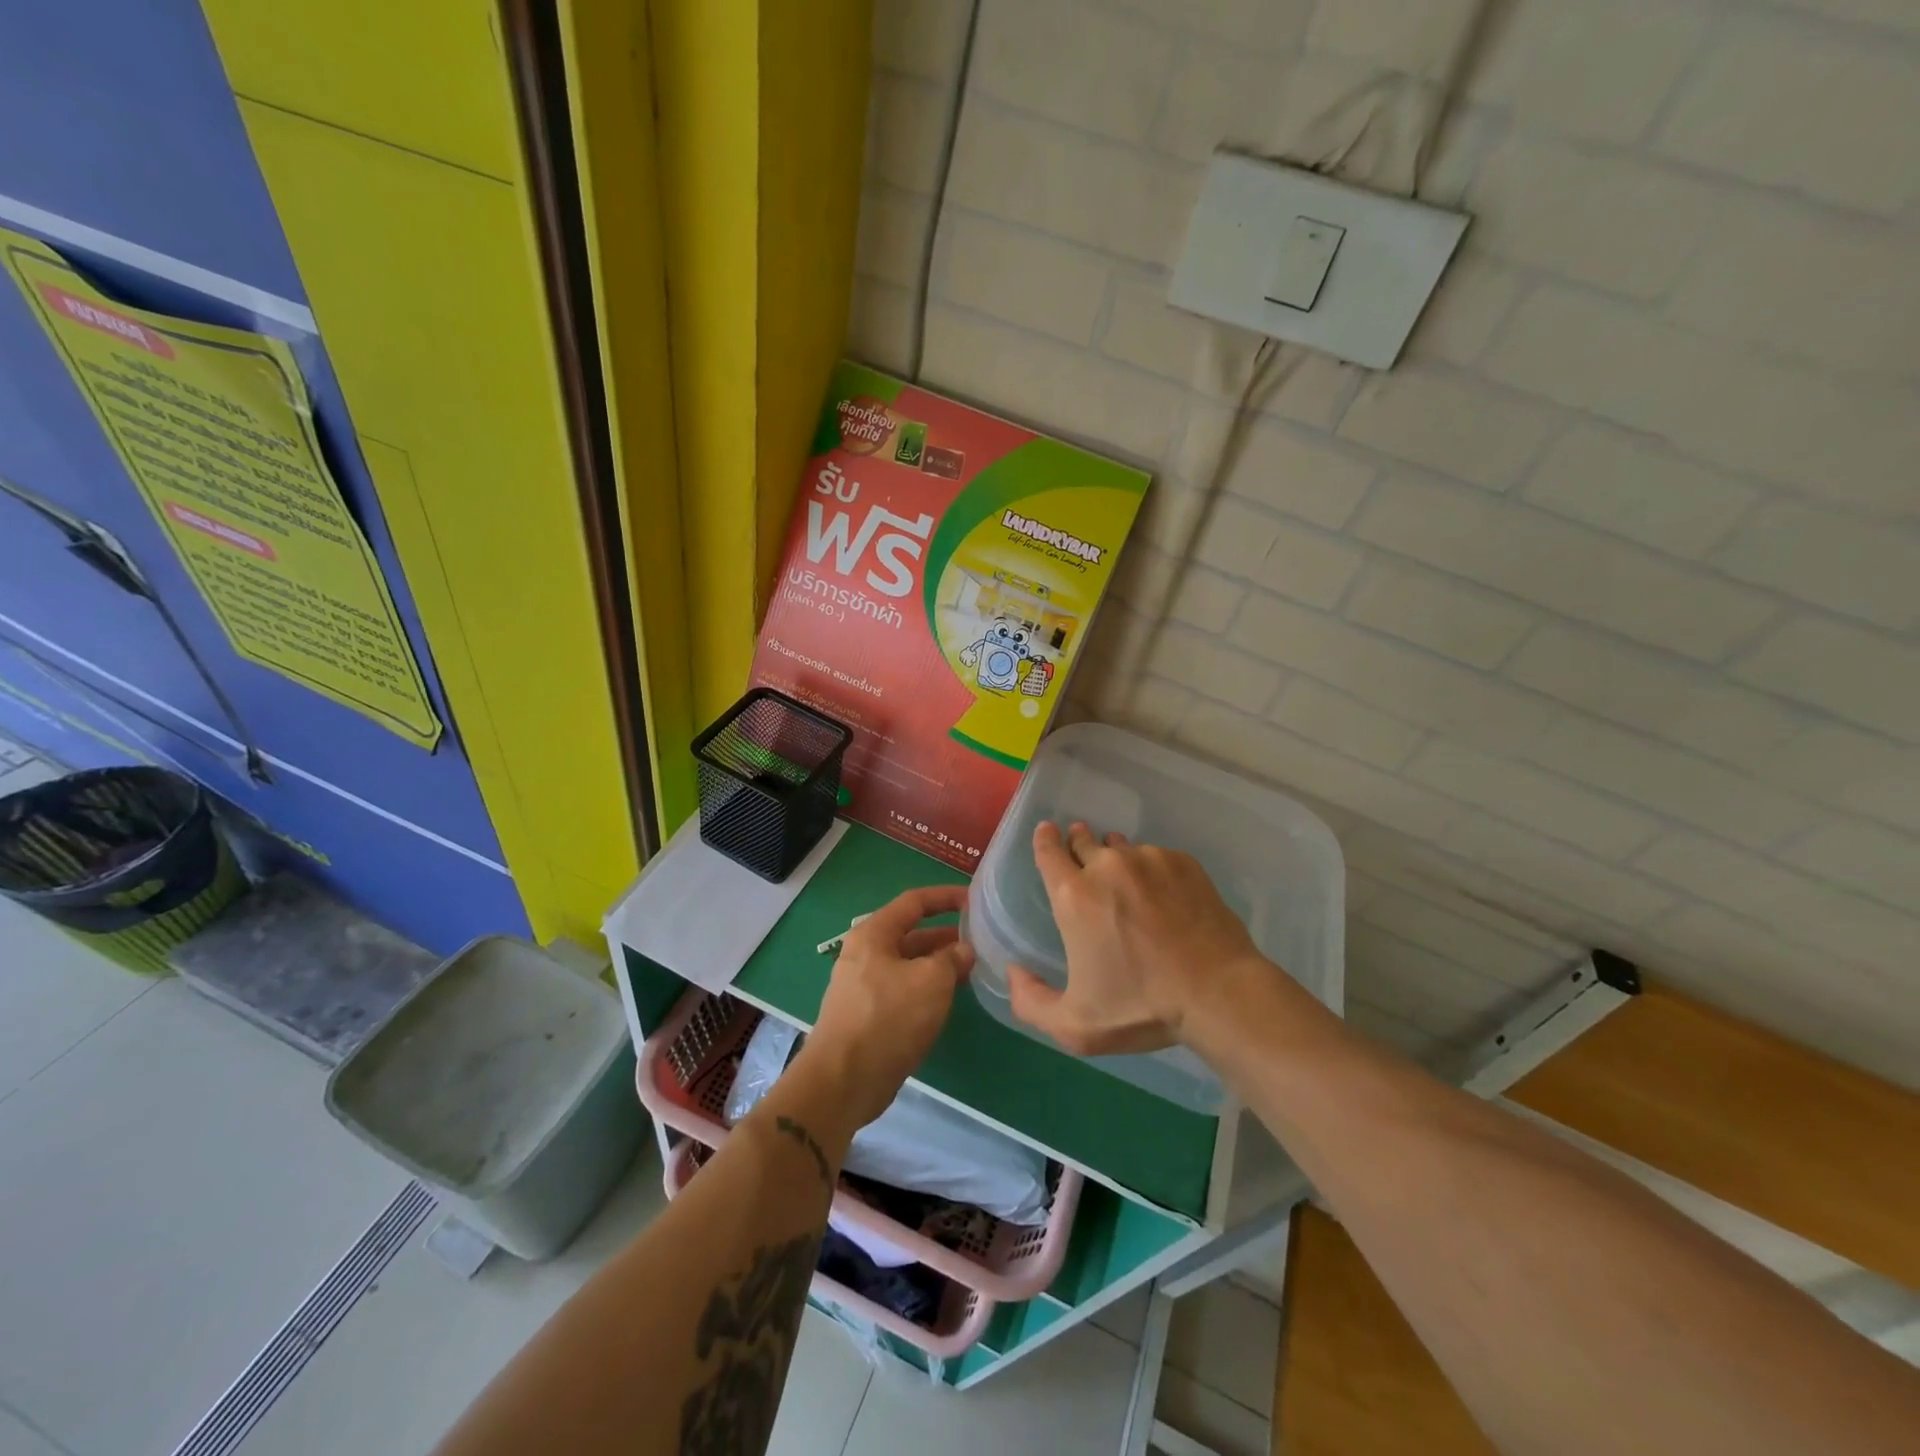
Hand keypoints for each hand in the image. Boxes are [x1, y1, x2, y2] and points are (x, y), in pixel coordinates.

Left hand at [800, 885, 973, 1129]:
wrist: (844, 1080)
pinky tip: (949, 998)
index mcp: (873, 934)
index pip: (914, 902)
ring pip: (909, 965)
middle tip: (979, 939)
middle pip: (911, 934)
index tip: (974, 899)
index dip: (945, 897)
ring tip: (972, 969)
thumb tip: (964, 950)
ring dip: (939, 964)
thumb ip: (952, 959)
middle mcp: (865, 954)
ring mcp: (865, 986)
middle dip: (945, 935)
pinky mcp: (869, 1015)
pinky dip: (927, 988)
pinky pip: (904, 990)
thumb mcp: (931, 981)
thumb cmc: (888, 1018)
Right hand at [1008, 821, 1264, 1055]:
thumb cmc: (1141, 1007)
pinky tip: (1163, 895)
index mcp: (1074, 896)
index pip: (1048, 851)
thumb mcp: (1075, 1025)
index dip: (1045, 840)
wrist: (1218, 993)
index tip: (1048, 832)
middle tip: (1083, 857)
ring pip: (1122, 848)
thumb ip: (1030, 1002)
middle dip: (1079, 844)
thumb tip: (1013, 971)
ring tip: (1126, 880)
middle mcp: (1107, 866)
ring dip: (1115, 858)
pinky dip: (1152, 869)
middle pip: (1084, 841)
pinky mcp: (1183, 863)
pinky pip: (1156, 857)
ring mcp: (1149, 860)